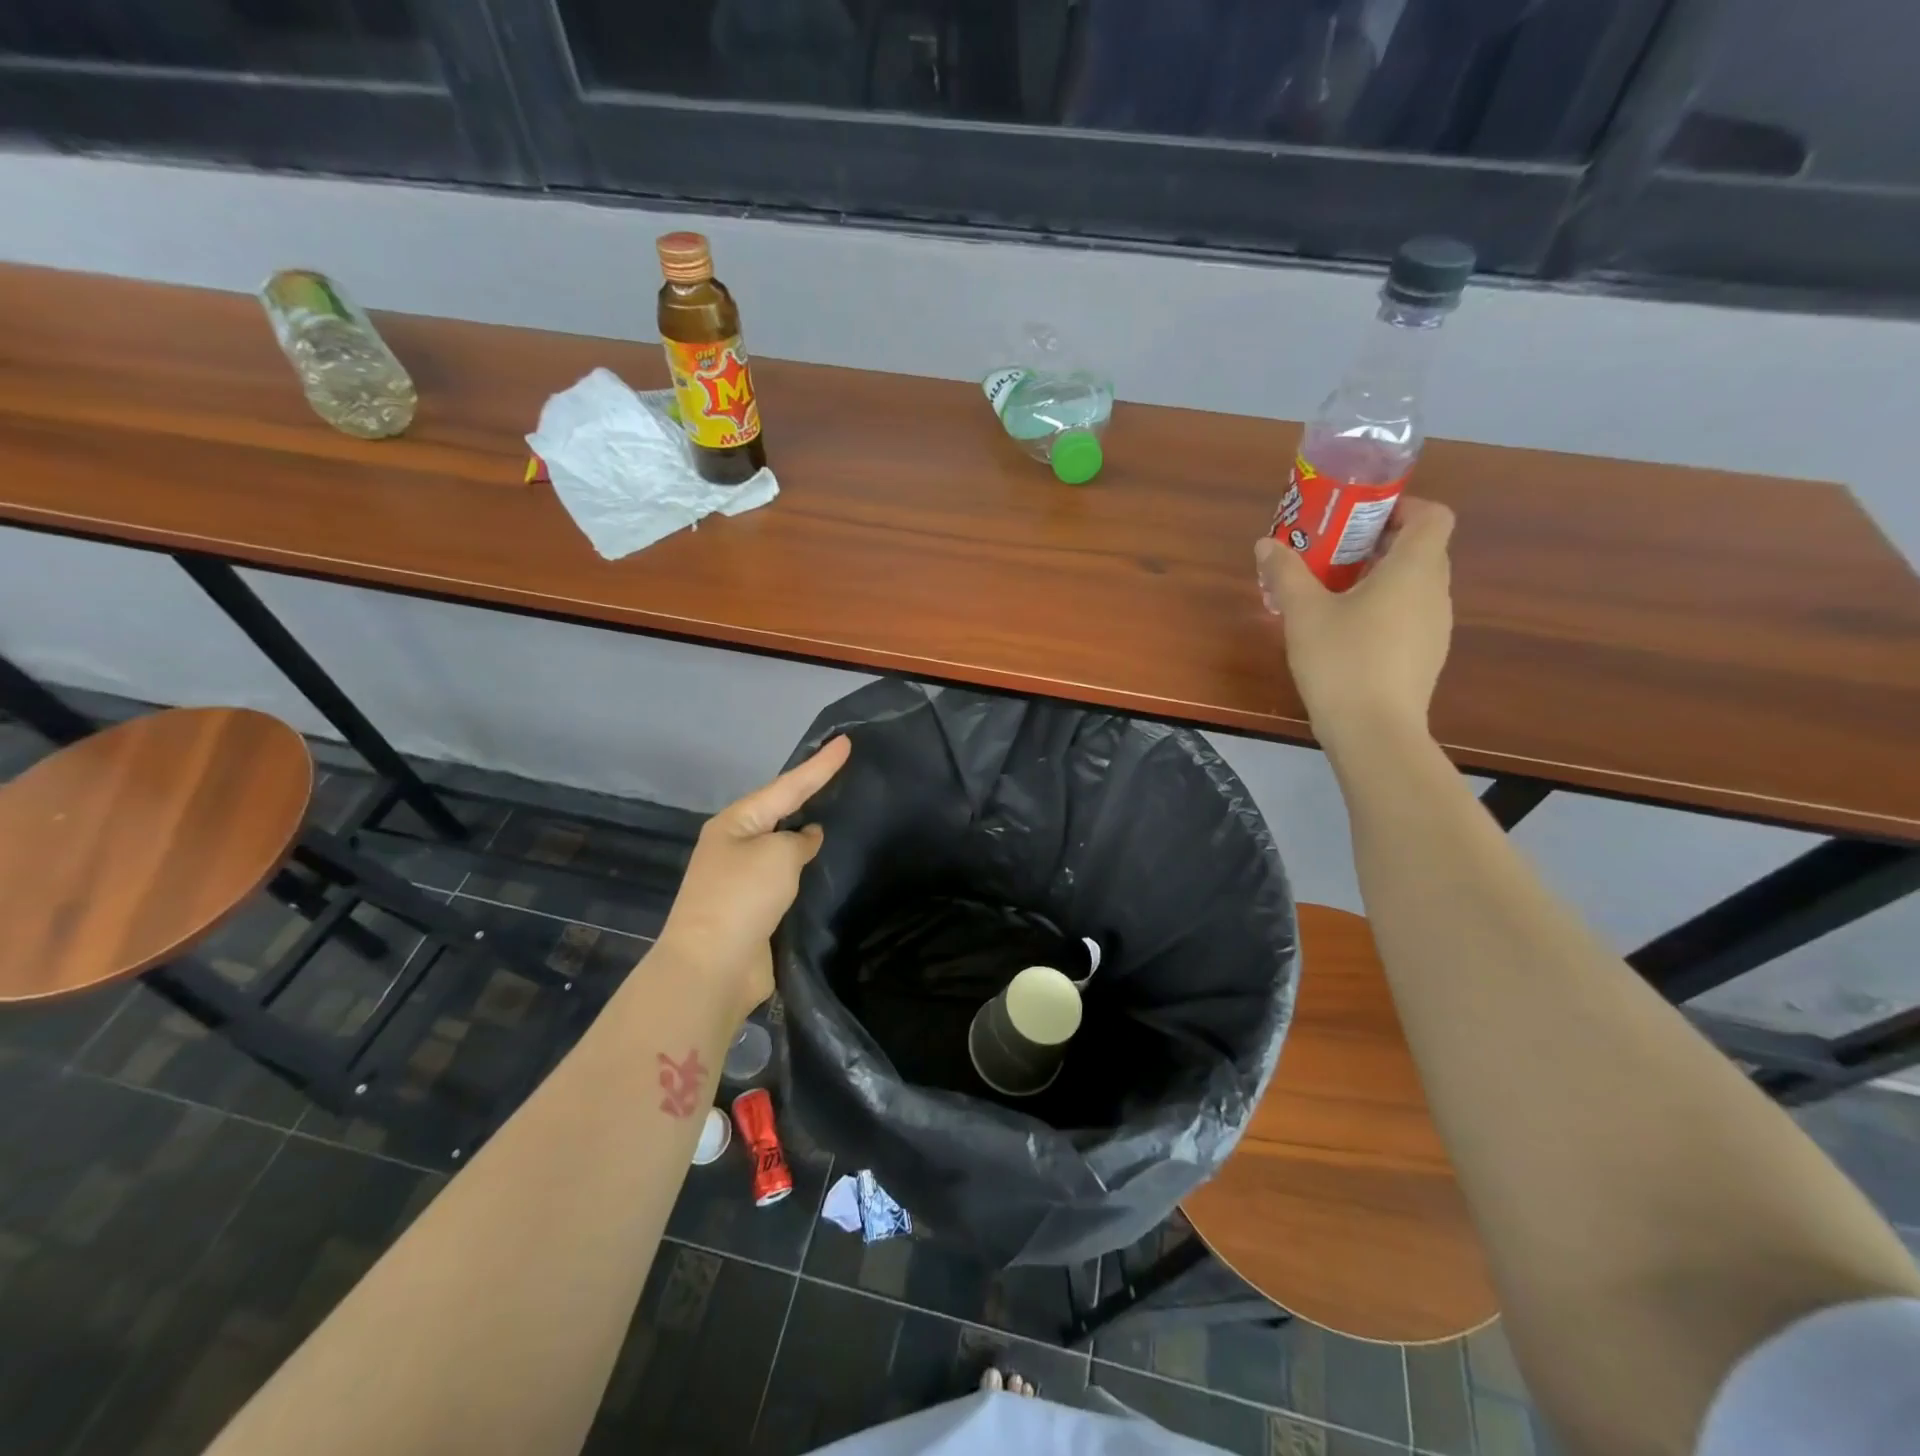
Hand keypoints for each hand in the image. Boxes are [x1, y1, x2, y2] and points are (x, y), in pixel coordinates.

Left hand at [655, 735, 850, 1022]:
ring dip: (807, 835)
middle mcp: (736, 846)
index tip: (846, 741)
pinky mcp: (755, 910)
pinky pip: (787, 879)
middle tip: (842, 774)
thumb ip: (799, 841)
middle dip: (809, 794)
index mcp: (735, 823)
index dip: (819, 765)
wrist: (712, 968)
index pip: (787, 786)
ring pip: (784, 846)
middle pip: (780, 812)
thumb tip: (806, 839)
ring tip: (841, 815)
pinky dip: (806, 869)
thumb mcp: (777, 856)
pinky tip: (827, 865)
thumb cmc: (742, 898)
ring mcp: (743, 880)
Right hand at [1255, 497, 1455, 749]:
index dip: (1403, 508)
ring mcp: (1436, 627)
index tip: (1361, 519)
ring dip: (1379, 579)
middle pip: (1421, 549)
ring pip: (1414, 585)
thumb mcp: (1303, 613)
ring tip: (1332, 594)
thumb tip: (1266, 544)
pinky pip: (1409, 616)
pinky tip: (1345, 633)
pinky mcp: (1426, 656)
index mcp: (1414, 569)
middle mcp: (1435, 592)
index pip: (1433, 515)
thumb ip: (1286, 573)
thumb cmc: (1342, 661)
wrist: (1374, 732)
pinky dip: (1384, 609)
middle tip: (1331, 554)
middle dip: (1378, 544)